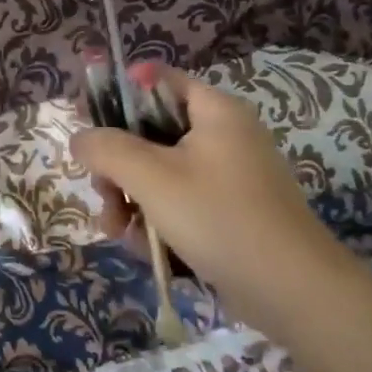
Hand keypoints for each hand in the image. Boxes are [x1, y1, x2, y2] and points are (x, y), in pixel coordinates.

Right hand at [70, 69, 357, 335]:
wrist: (291, 290)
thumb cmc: (218, 217)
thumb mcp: (150, 177)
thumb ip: (106, 148)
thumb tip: (80, 137)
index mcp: (214, 111)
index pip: (157, 80)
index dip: (117, 96)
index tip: (89, 126)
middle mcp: (223, 136)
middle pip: (150, 133)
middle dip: (118, 166)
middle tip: (103, 192)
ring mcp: (227, 177)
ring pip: (158, 174)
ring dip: (130, 200)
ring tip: (120, 231)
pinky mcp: (227, 213)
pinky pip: (177, 204)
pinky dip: (156, 221)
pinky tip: (143, 248)